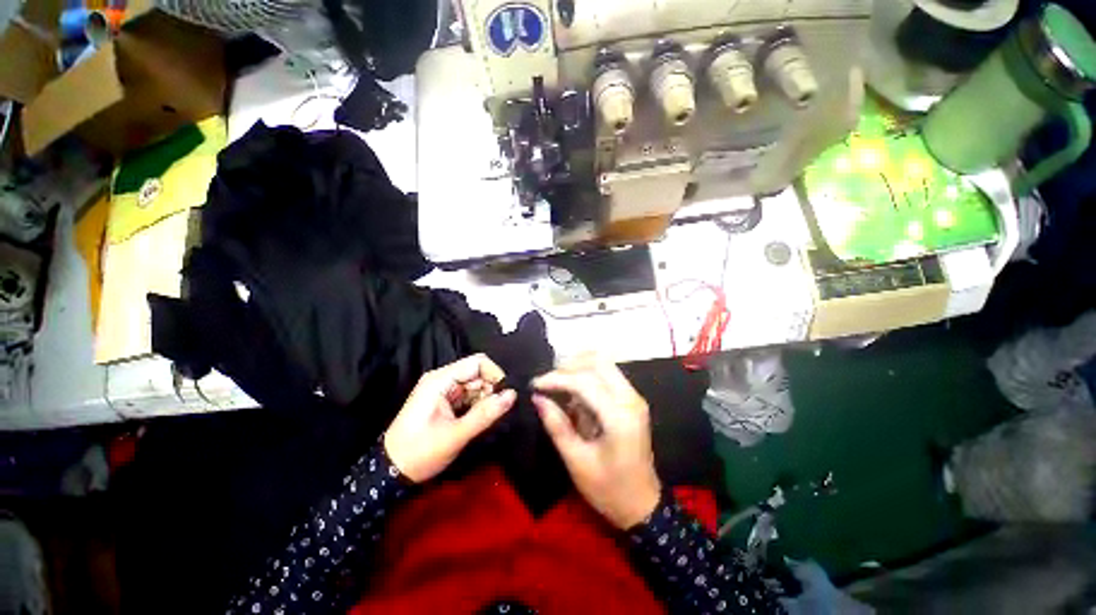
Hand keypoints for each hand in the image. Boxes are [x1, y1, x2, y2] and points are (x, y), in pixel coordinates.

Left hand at [384, 354, 515, 482]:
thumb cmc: (420, 452)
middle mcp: (442, 379)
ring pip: (475, 385)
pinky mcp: (444, 401)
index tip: (506, 395)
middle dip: (491, 389)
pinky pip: (468, 396)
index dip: (495, 375)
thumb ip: (486, 413)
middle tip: (496, 412)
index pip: (477, 362)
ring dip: (485, 399)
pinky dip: (477, 405)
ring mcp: (442, 390)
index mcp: (440, 380)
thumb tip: (512, 395)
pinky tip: (477, 420)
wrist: (389, 474)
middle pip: (477, 373)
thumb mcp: (456, 435)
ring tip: (485, 419)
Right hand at [532, 356, 660, 529]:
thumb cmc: (609, 490)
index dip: (556, 378)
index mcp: (619, 417)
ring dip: (578, 367)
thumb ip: (557, 426)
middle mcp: (630, 399)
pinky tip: (572, 391)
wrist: (643, 505)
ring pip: (604, 364)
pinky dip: (587, 376)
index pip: (585, 382)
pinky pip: (608, 375)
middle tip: (547, 381)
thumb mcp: (577, 461)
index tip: (535, 384)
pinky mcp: (632, 400)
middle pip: (598, 362)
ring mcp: (634, 397)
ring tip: (556, 383)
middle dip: (569, 366)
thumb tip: (537, 397)